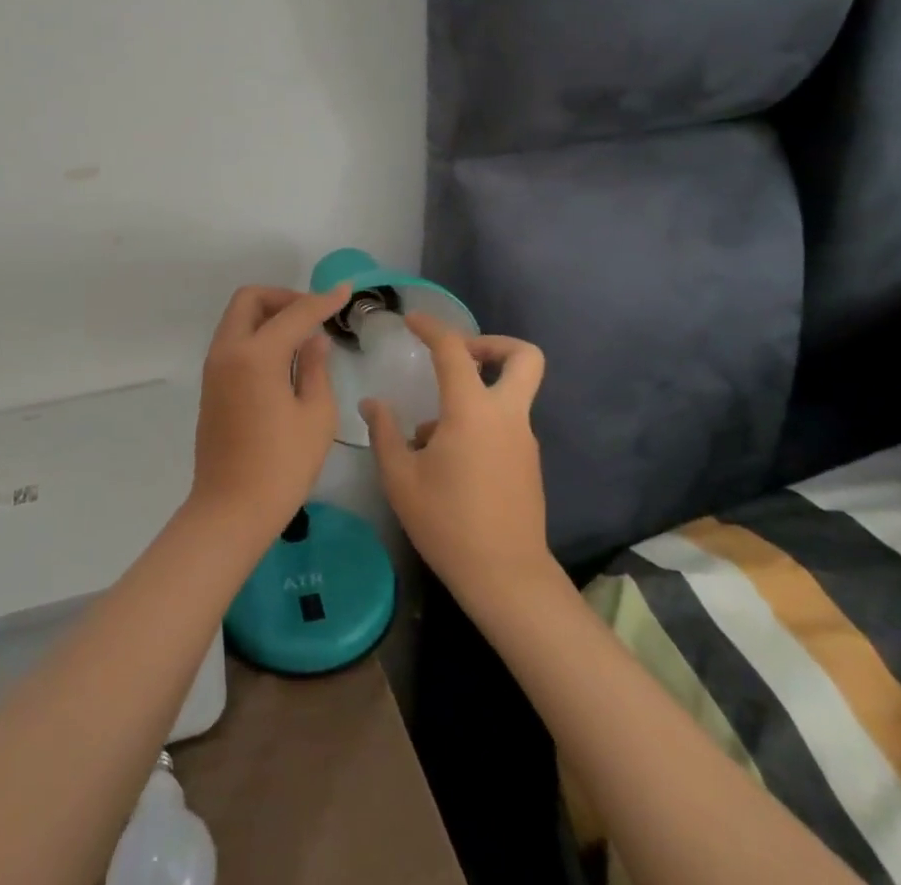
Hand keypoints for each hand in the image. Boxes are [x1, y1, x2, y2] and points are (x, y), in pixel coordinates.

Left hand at [189, 284, 350, 536]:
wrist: (230, 510)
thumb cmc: (282, 467)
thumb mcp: (315, 416)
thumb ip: (315, 368)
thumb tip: (314, 339)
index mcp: (256, 355)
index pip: (294, 313)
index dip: (322, 300)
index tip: (345, 291)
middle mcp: (228, 351)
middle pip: (250, 300)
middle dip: (284, 298)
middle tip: (313, 314)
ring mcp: (214, 368)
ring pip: (238, 318)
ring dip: (268, 315)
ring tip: (302, 335)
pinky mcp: (211, 385)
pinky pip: (233, 340)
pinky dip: (256, 334)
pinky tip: (283, 357)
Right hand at [361, 314, 550, 605]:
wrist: (506, 578)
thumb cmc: (448, 524)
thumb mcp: (400, 478)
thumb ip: (384, 433)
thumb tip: (372, 404)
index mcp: (472, 411)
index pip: (454, 350)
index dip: (432, 328)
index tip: (412, 322)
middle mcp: (506, 415)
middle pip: (524, 356)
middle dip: (493, 344)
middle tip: (459, 356)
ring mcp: (524, 439)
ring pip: (513, 391)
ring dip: (479, 389)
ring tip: (432, 430)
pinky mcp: (528, 462)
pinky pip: (506, 422)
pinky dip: (481, 420)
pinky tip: (448, 457)